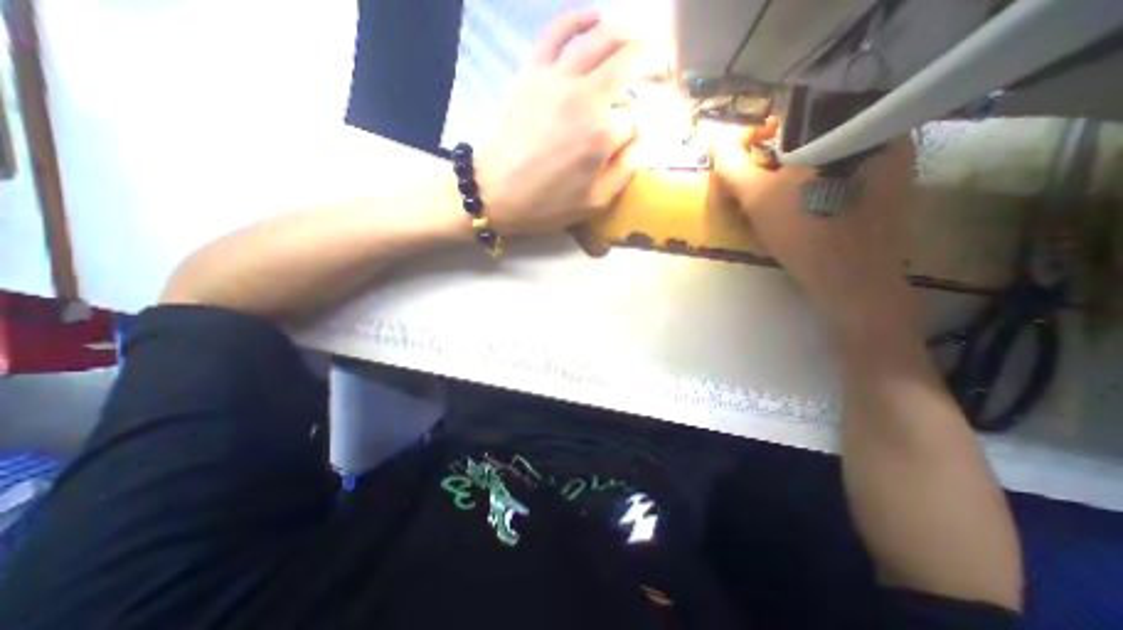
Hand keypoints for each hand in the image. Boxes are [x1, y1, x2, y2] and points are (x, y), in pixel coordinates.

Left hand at [473, 11, 645, 239]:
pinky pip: (557, 33)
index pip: (633, 121)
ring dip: (629, 35)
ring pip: (602, 38)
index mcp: (602, 134)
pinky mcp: (532, 72)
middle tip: (662, 68)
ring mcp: (556, 79)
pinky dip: (579, 19)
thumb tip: (640, 141)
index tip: (630, 142)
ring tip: (639, 41)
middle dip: (653, 62)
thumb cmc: (545, 205)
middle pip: (630, 62)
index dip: (637, 132)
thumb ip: (624, 170)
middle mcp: (585, 97)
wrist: (493, 193)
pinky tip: (595, 18)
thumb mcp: (594, 203)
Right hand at [708, 127, 920, 333]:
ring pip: (829, 148)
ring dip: (798, 165)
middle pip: (814, 129)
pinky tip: (807, 203)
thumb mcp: (756, 198)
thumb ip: (731, 166)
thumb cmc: (802, 233)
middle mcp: (879, 126)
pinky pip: (847, 164)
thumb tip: (715, 139)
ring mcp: (894, 153)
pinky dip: (820, 176)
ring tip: (781, 195)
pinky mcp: (895, 178)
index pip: (795, 108)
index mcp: (847, 122)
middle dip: (779, 152)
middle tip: (761, 180)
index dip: (762, 130)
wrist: (852, 279)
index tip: (747, 154)